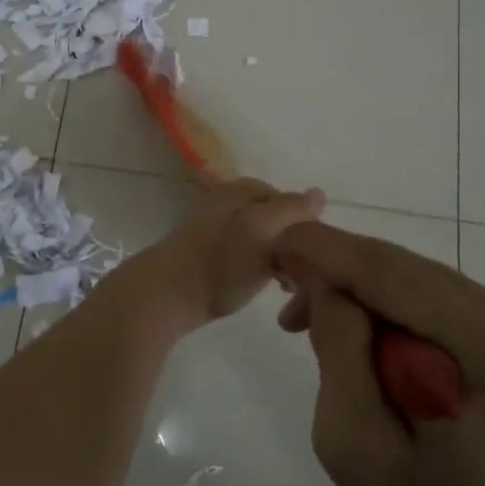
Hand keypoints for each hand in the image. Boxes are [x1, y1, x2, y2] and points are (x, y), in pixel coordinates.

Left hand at [141, 177, 326, 327]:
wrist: (166, 295)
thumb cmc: (219, 263)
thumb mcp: (263, 231)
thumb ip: (291, 210)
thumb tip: (319, 193)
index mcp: (239, 190)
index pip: (288, 200)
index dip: (306, 226)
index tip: (315, 257)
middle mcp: (227, 202)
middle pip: (274, 218)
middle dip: (292, 244)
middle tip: (300, 276)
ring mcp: (215, 227)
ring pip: (261, 238)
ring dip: (277, 259)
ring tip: (284, 286)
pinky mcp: (207, 254)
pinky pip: (244, 254)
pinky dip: (258, 268)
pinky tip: (259, 286)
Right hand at [272, 222, 484, 485]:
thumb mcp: (356, 444)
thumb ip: (338, 351)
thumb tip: (327, 284)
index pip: (386, 271)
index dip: (324, 249)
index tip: (272, 243)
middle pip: (396, 266)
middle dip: (333, 273)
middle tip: (282, 304)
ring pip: (405, 276)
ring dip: (353, 293)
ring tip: (307, 328)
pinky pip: (422, 295)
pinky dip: (379, 307)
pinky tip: (354, 338)